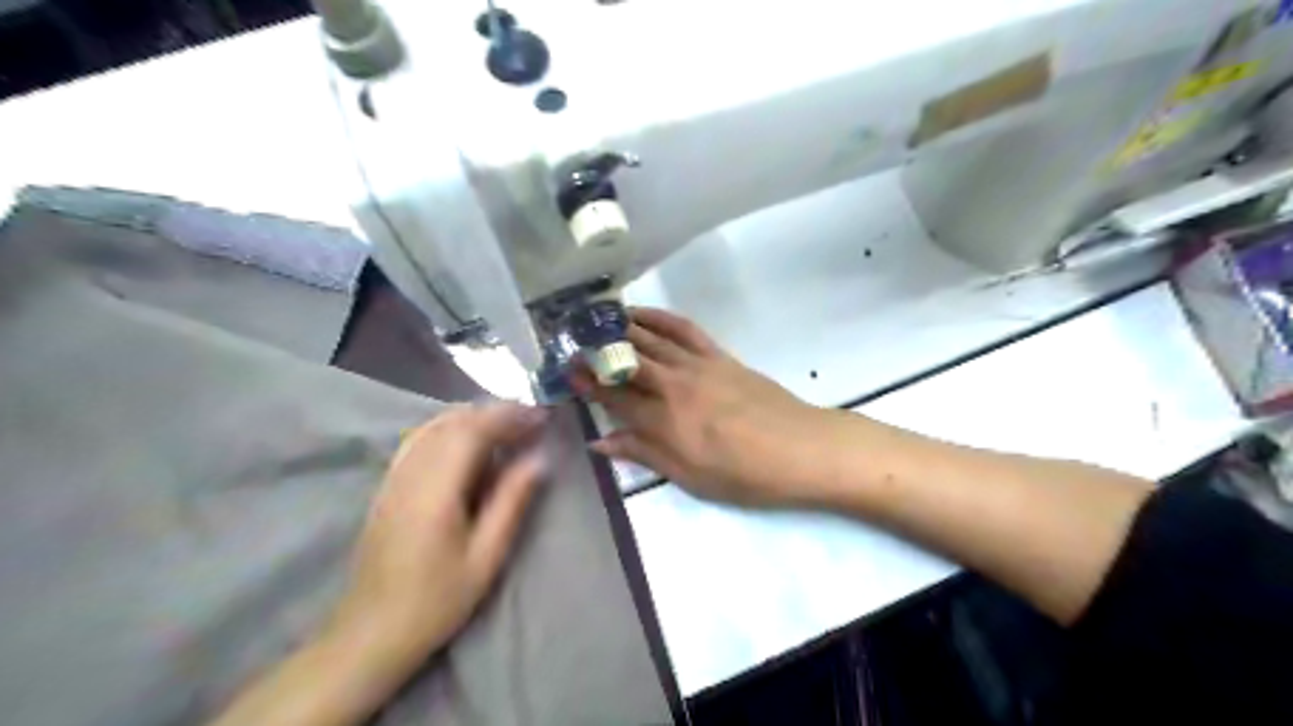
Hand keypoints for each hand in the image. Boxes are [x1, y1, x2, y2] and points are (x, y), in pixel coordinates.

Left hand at [330, 403, 542, 669]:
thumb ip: (511, 502)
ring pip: (434, 425)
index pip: (473, 431)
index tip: (541, 417)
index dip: (509, 416)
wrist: (370, 633)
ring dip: (473, 418)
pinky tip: (468, 442)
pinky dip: (450, 429)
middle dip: (495, 413)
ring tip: (507, 427)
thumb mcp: (485, 557)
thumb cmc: (435, 601)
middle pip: (453, 421)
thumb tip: (539, 460)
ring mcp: (394, 477)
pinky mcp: (388, 486)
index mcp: (436, 489)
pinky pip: (420, 439)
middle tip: (531, 421)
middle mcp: (411, 473)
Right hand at [572, 308, 839, 506]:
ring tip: (596, 320)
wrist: (802, 449)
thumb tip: (601, 443)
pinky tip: (641, 313)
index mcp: (665, 421)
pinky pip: (684, 329)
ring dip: (620, 327)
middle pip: (627, 361)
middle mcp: (675, 386)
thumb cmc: (745, 475)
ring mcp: (698, 366)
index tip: (566, 370)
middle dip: (596, 350)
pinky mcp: (719, 356)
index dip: (588, 383)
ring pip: (650, 339)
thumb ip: (645, 454)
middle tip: (572, 340)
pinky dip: (659, 317)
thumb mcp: (690, 478)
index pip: (615, 397)